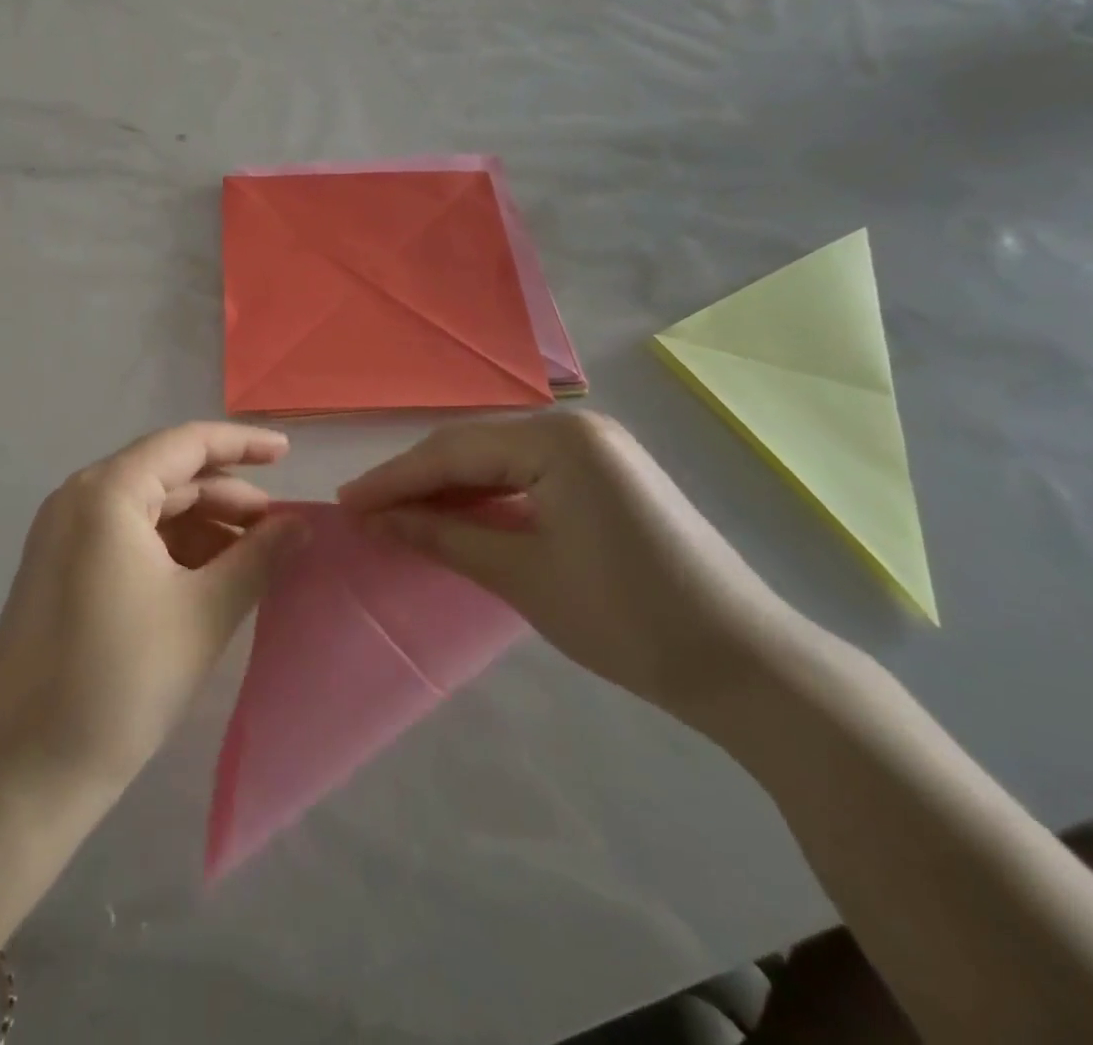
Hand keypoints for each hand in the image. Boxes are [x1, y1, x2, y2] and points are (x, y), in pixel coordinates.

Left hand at [0, 423, 304, 791]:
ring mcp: (62, 535)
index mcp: (107, 492)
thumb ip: (259, 557)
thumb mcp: (204, 612)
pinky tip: (209, 578)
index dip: (241, 444)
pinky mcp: (59, 569)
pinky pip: (126, 538)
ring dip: (203, 527)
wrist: (27, 769)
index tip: (288, 452)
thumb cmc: (122, 679)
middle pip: (168, 476)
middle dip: (227, 498)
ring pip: (148, 510)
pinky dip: (172, 549)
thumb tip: (299, 525)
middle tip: (280, 529)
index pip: (186, 444)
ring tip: (253, 560)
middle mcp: (78, 499)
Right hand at [338, 411, 816, 725]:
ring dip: (448, 487)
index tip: (345, 503)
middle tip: (365, 510)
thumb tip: (375, 519)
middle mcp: (575, 428)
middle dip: (416, 479)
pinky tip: (458, 515)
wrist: (746, 664)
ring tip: (399, 514)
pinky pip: (528, 474)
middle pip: (472, 447)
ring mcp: (596, 449)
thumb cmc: (628, 619)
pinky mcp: (606, 475)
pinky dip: (486, 495)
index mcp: (558, 440)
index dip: (393, 479)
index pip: (452, 452)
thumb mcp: (521, 576)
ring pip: (497, 459)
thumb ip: (443, 536)